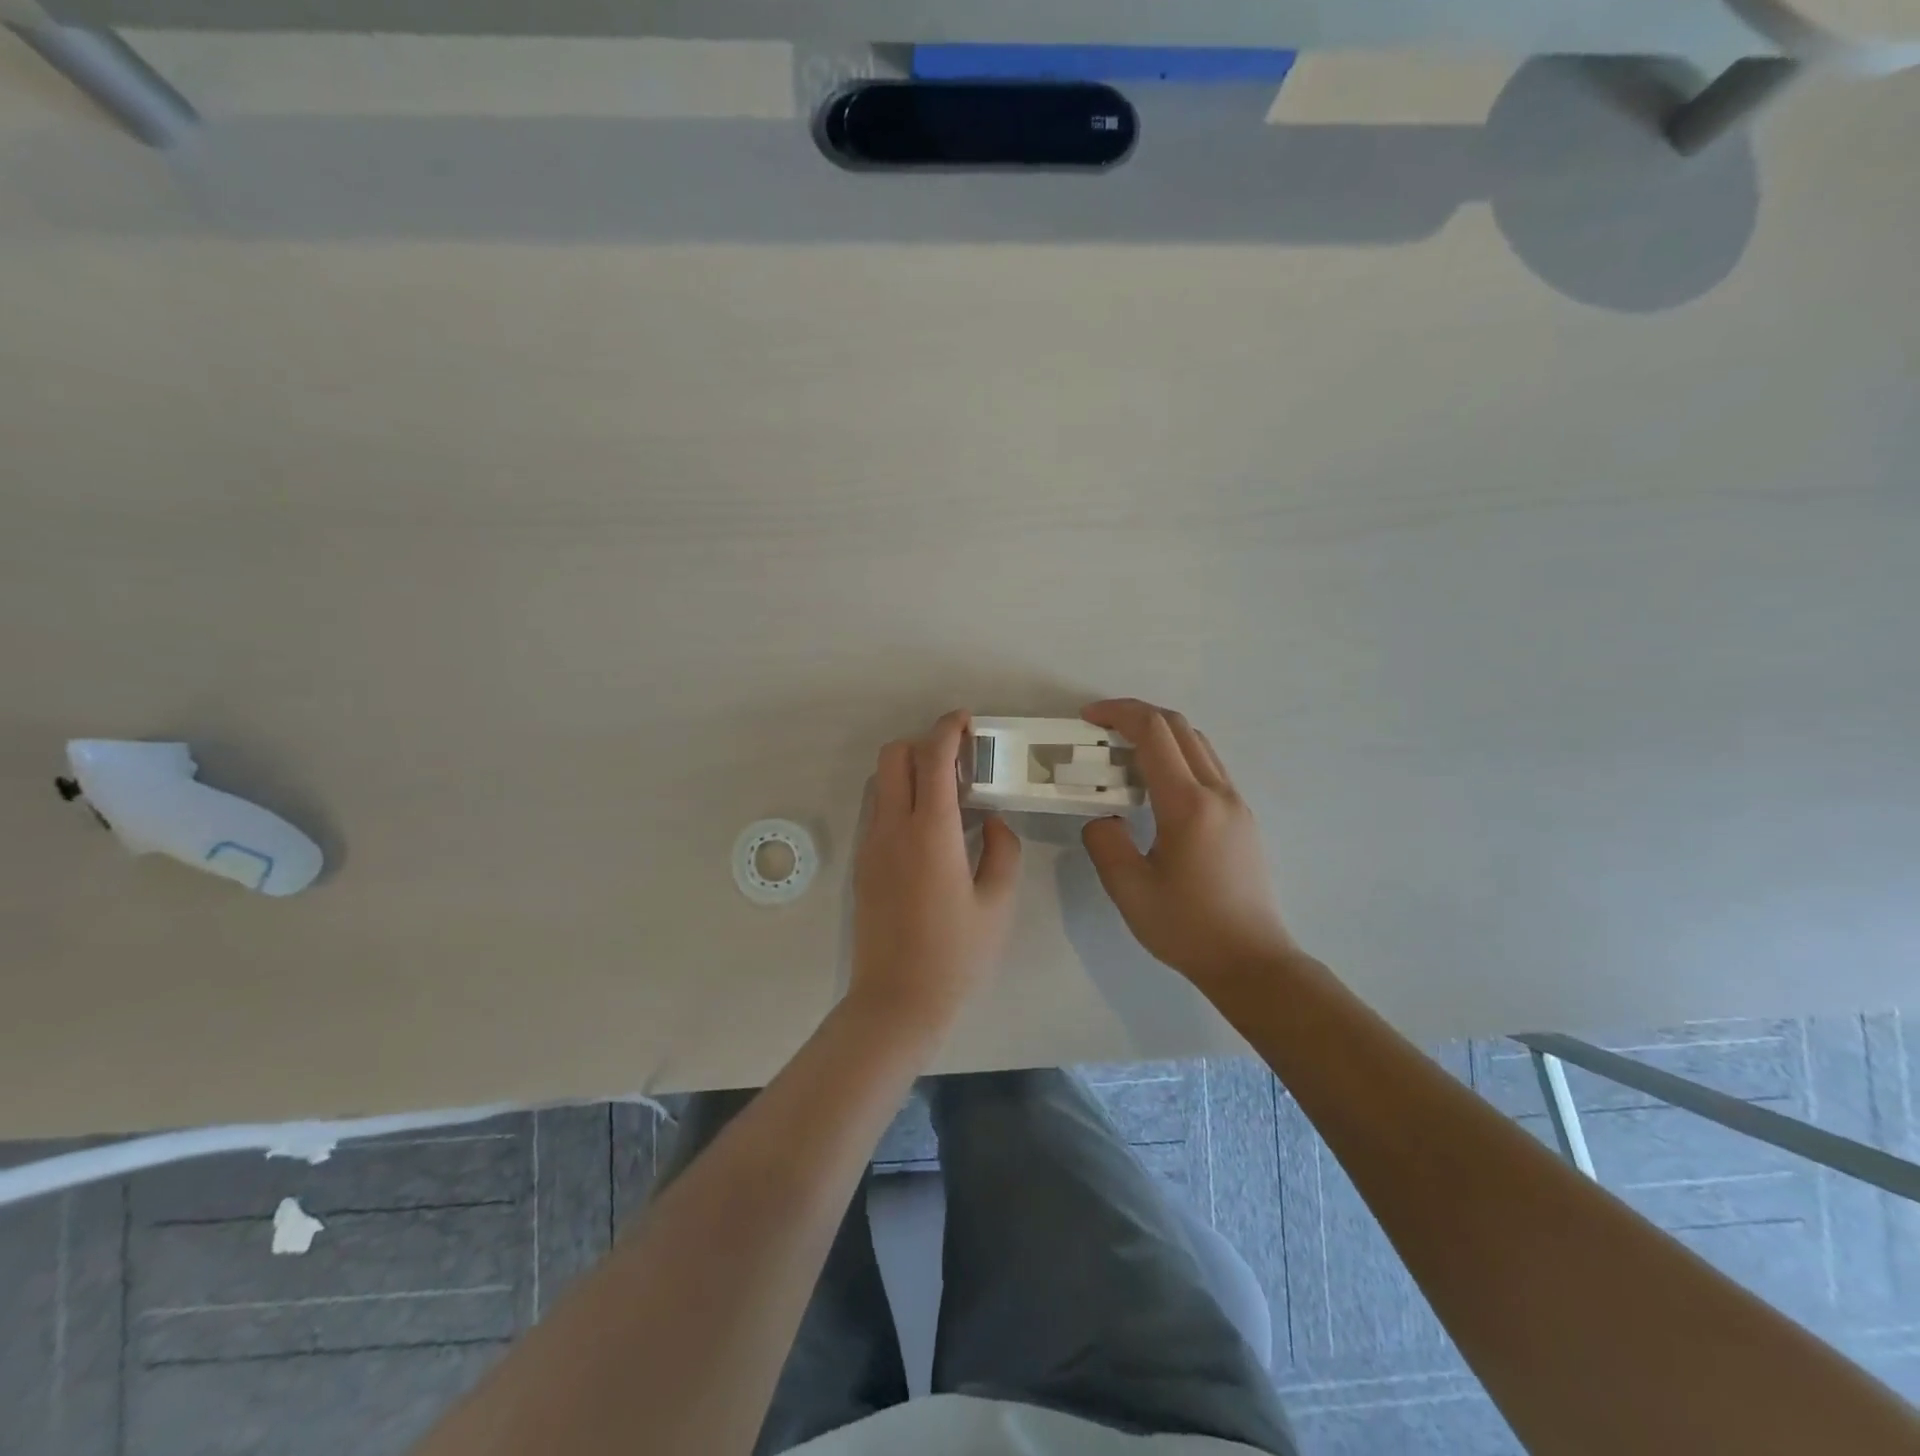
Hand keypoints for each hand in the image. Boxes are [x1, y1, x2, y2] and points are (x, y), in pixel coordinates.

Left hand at [850, 710, 1021, 1034]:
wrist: (896, 1000)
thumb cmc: (956, 954)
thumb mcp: (997, 903)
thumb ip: (1002, 850)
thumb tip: (994, 821)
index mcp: (931, 832)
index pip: (932, 758)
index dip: (948, 729)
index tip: (966, 721)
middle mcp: (892, 828)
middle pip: (893, 755)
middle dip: (923, 743)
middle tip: (959, 762)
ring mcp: (871, 845)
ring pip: (881, 781)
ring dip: (909, 770)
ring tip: (946, 794)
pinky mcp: (862, 863)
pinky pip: (877, 810)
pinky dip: (899, 797)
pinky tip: (928, 828)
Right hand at [1080, 699, 1297, 987]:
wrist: (1251, 962)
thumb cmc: (1186, 927)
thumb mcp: (1129, 889)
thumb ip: (1105, 842)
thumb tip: (1104, 817)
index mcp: (1188, 804)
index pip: (1153, 733)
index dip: (1118, 713)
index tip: (1087, 717)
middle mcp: (1218, 793)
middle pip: (1180, 727)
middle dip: (1137, 715)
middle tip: (1101, 728)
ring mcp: (1236, 804)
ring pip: (1198, 744)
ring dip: (1160, 734)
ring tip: (1124, 754)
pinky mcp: (1242, 819)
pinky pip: (1208, 767)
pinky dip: (1177, 756)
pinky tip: (1155, 787)